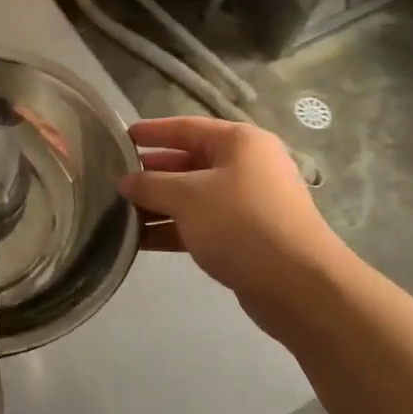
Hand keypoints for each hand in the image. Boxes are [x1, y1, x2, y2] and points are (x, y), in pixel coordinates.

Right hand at [119, 117, 347, 340]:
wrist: (298, 285)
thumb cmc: (240, 223)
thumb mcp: (188, 197)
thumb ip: (151, 185)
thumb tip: (125, 181)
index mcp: (239, 142)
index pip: (186, 127)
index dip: (153, 131)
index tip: (122, 136)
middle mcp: (247, 165)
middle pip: (189, 162)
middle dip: (152, 173)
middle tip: (114, 179)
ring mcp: (248, 202)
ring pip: (194, 196)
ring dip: (159, 204)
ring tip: (119, 212)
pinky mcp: (246, 236)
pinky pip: (202, 223)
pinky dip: (174, 228)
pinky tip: (141, 240)